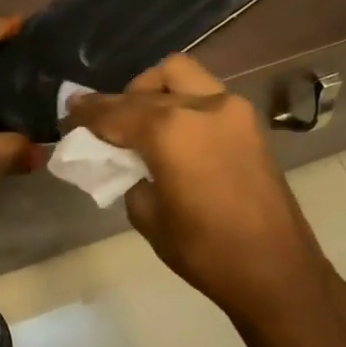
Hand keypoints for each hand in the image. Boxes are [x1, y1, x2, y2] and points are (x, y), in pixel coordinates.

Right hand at [65, 55, 345, 346]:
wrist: (276, 271)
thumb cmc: (204, 250)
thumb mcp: (147, 214)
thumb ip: (130, 174)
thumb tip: (128, 160)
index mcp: (171, 131)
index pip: (116, 112)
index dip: (87, 113)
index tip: (69, 112)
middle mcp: (202, 107)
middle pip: (147, 88)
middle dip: (118, 101)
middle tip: (98, 121)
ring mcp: (232, 110)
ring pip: (181, 75)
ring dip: (153, 90)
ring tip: (139, 119)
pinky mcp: (249, 123)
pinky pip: (204, 94)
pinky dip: (180, 101)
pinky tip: (169, 130)